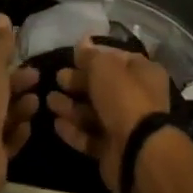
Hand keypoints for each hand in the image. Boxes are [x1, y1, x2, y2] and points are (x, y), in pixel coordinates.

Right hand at [47, 39, 172, 192]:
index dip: (94, 56)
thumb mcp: (104, 67)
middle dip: (78, 82)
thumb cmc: (123, 97)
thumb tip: (82, 42)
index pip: (116, 58)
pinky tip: (57, 124)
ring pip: (94, 112)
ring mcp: (125, 125)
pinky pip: (90, 136)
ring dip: (71, 107)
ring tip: (49, 101)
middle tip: (58, 78)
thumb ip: (90, 56)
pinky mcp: (112, 150)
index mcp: (143, 72)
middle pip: (103, 86)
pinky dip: (74, 130)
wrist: (136, 150)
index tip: (72, 56)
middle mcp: (137, 97)